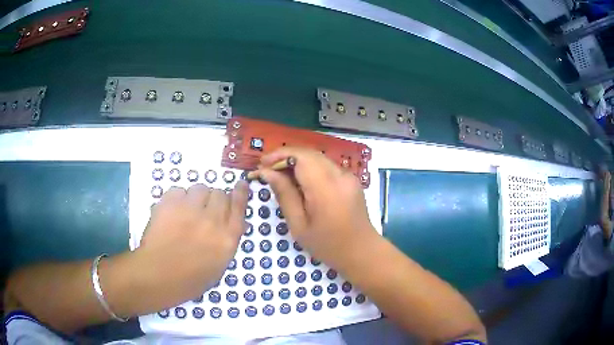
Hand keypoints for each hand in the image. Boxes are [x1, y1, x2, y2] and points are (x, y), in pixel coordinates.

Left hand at [134, 182, 248, 307]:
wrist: (158, 276)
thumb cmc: (190, 280)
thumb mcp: (218, 266)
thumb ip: (227, 242)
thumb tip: (237, 223)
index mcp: (227, 238)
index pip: (239, 206)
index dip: (240, 193)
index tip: (240, 184)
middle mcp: (212, 220)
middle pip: (219, 194)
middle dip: (214, 200)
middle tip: (204, 211)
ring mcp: (190, 209)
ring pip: (200, 188)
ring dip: (196, 197)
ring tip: (186, 211)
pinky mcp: (170, 203)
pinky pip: (178, 190)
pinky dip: (177, 199)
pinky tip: (171, 212)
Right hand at [257, 147, 376, 268]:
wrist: (361, 251)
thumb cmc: (327, 245)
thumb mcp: (299, 225)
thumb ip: (284, 195)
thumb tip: (267, 172)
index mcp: (326, 188)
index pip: (301, 157)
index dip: (279, 155)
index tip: (262, 165)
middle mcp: (339, 175)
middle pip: (308, 153)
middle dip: (285, 156)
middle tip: (267, 169)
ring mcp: (348, 175)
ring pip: (317, 157)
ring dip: (297, 161)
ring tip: (280, 175)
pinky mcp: (350, 179)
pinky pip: (326, 165)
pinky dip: (309, 168)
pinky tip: (299, 181)